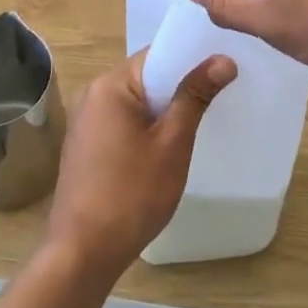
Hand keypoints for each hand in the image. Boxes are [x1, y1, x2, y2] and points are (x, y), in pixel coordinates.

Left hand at [46, 51, 235, 279]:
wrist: (83, 251)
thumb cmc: (132, 194)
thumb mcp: (172, 144)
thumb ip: (195, 97)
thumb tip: (223, 59)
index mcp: (111, 85)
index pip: (157, 55)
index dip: (192, 59)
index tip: (224, 67)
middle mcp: (93, 94)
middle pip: (146, 77)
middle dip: (181, 85)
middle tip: (221, 93)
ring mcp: (86, 121)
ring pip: (136, 102)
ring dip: (165, 109)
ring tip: (202, 118)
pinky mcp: (87, 145)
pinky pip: (123, 122)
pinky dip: (147, 127)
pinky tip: (169, 145)